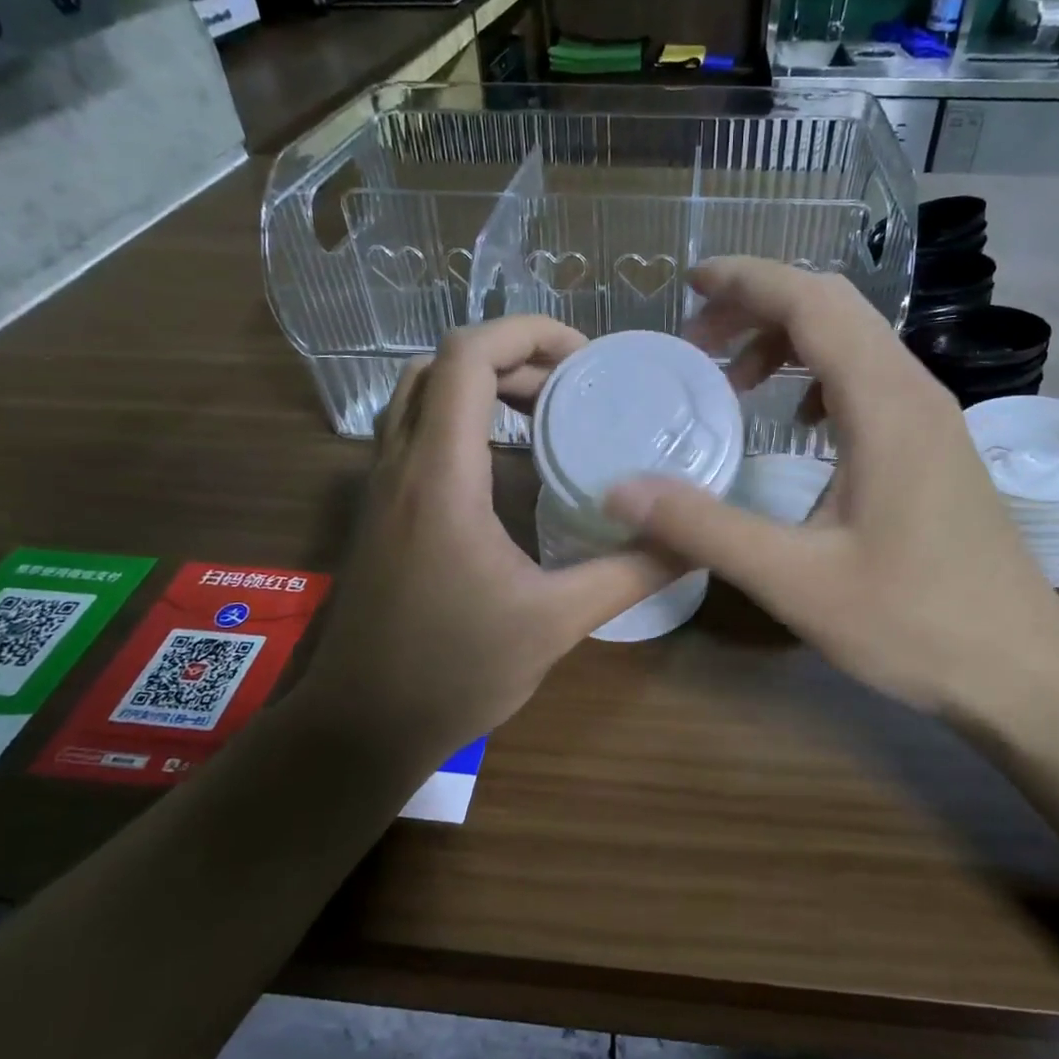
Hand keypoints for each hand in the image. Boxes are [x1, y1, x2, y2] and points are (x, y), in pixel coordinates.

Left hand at [297, 317, 674, 762]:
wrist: (362, 726)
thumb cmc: (454, 672)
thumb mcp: (556, 623)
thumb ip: (630, 573)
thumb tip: (696, 538)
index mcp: (440, 477)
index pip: (468, 357)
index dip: (527, 333)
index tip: (585, 359)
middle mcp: (399, 465)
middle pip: (443, 364)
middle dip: (512, 356)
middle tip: (572, 387)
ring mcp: (379, 486)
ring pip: (420, 394)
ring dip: (480, 384)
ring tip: (542, 409)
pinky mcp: (378, 509)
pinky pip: (414, 431)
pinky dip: (460, 417)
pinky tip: (503, 460)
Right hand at [603, 259, 1058, 727]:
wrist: (1022, 671)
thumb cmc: (914, 624)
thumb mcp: (794, 580)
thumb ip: (704, 528)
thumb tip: (620, 492)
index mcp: (885, 405)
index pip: (813, 302)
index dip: (747, 281)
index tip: (689, 285)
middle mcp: (915, 393)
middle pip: (834, 309)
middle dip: (758, 308)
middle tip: (698, 344)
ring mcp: (933, 419)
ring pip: (855, 343)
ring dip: (789, 343)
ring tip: (736, 383)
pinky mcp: (936, 448)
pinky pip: (871, 382)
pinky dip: (820, 379)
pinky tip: (798, 427)